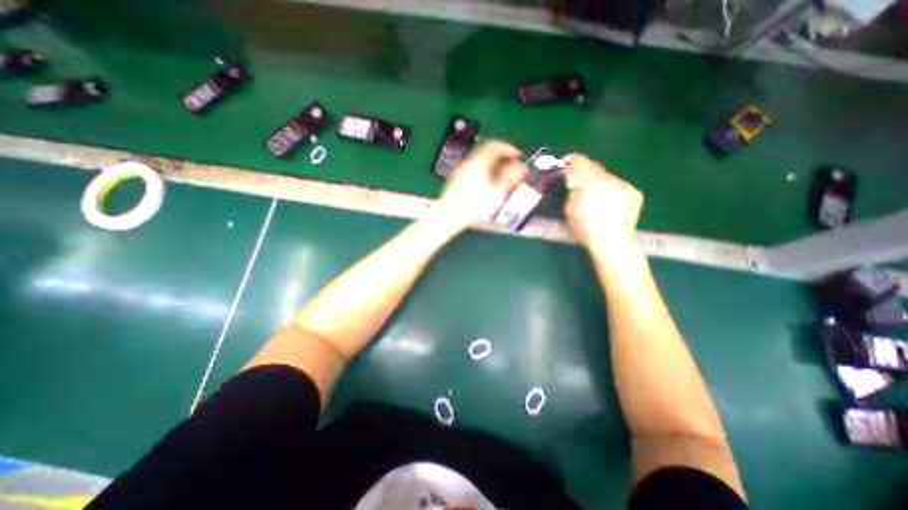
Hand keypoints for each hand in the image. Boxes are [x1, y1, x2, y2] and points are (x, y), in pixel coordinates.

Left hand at [437, 141, 529, 232]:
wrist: (449, 216)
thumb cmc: (474, 207)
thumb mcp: (496, 193)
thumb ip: (510, 177)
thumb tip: (520, 167)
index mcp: (478, 163)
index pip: (495, 146)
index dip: (508, 148)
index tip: (517, 155)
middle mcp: (468, 162)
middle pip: (486, 151)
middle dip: (500, 155)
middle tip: (510, 164)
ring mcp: (460, 170)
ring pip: (479, 159)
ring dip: (492, 163)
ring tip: (501, 174)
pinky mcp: (456, 179)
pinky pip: (473, 167)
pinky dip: (483, 169)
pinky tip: (487, 182)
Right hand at [566, 151, 640, 253]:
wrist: (612, 244)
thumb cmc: (585, 229)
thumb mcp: (569, 210)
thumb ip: (572, 191)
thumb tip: (575, 182)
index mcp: (590, 182)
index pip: (580, 162)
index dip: (572, 162)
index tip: (567, 165)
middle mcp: (610, 179)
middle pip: (595, 168)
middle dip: (586, 173)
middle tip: (579, 183)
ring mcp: (625, 185)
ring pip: (608, 177)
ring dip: (600, 182)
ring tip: (596, 198)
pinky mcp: (635, 193)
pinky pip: (619, 186)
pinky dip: (613, 190)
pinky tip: (610, 204)